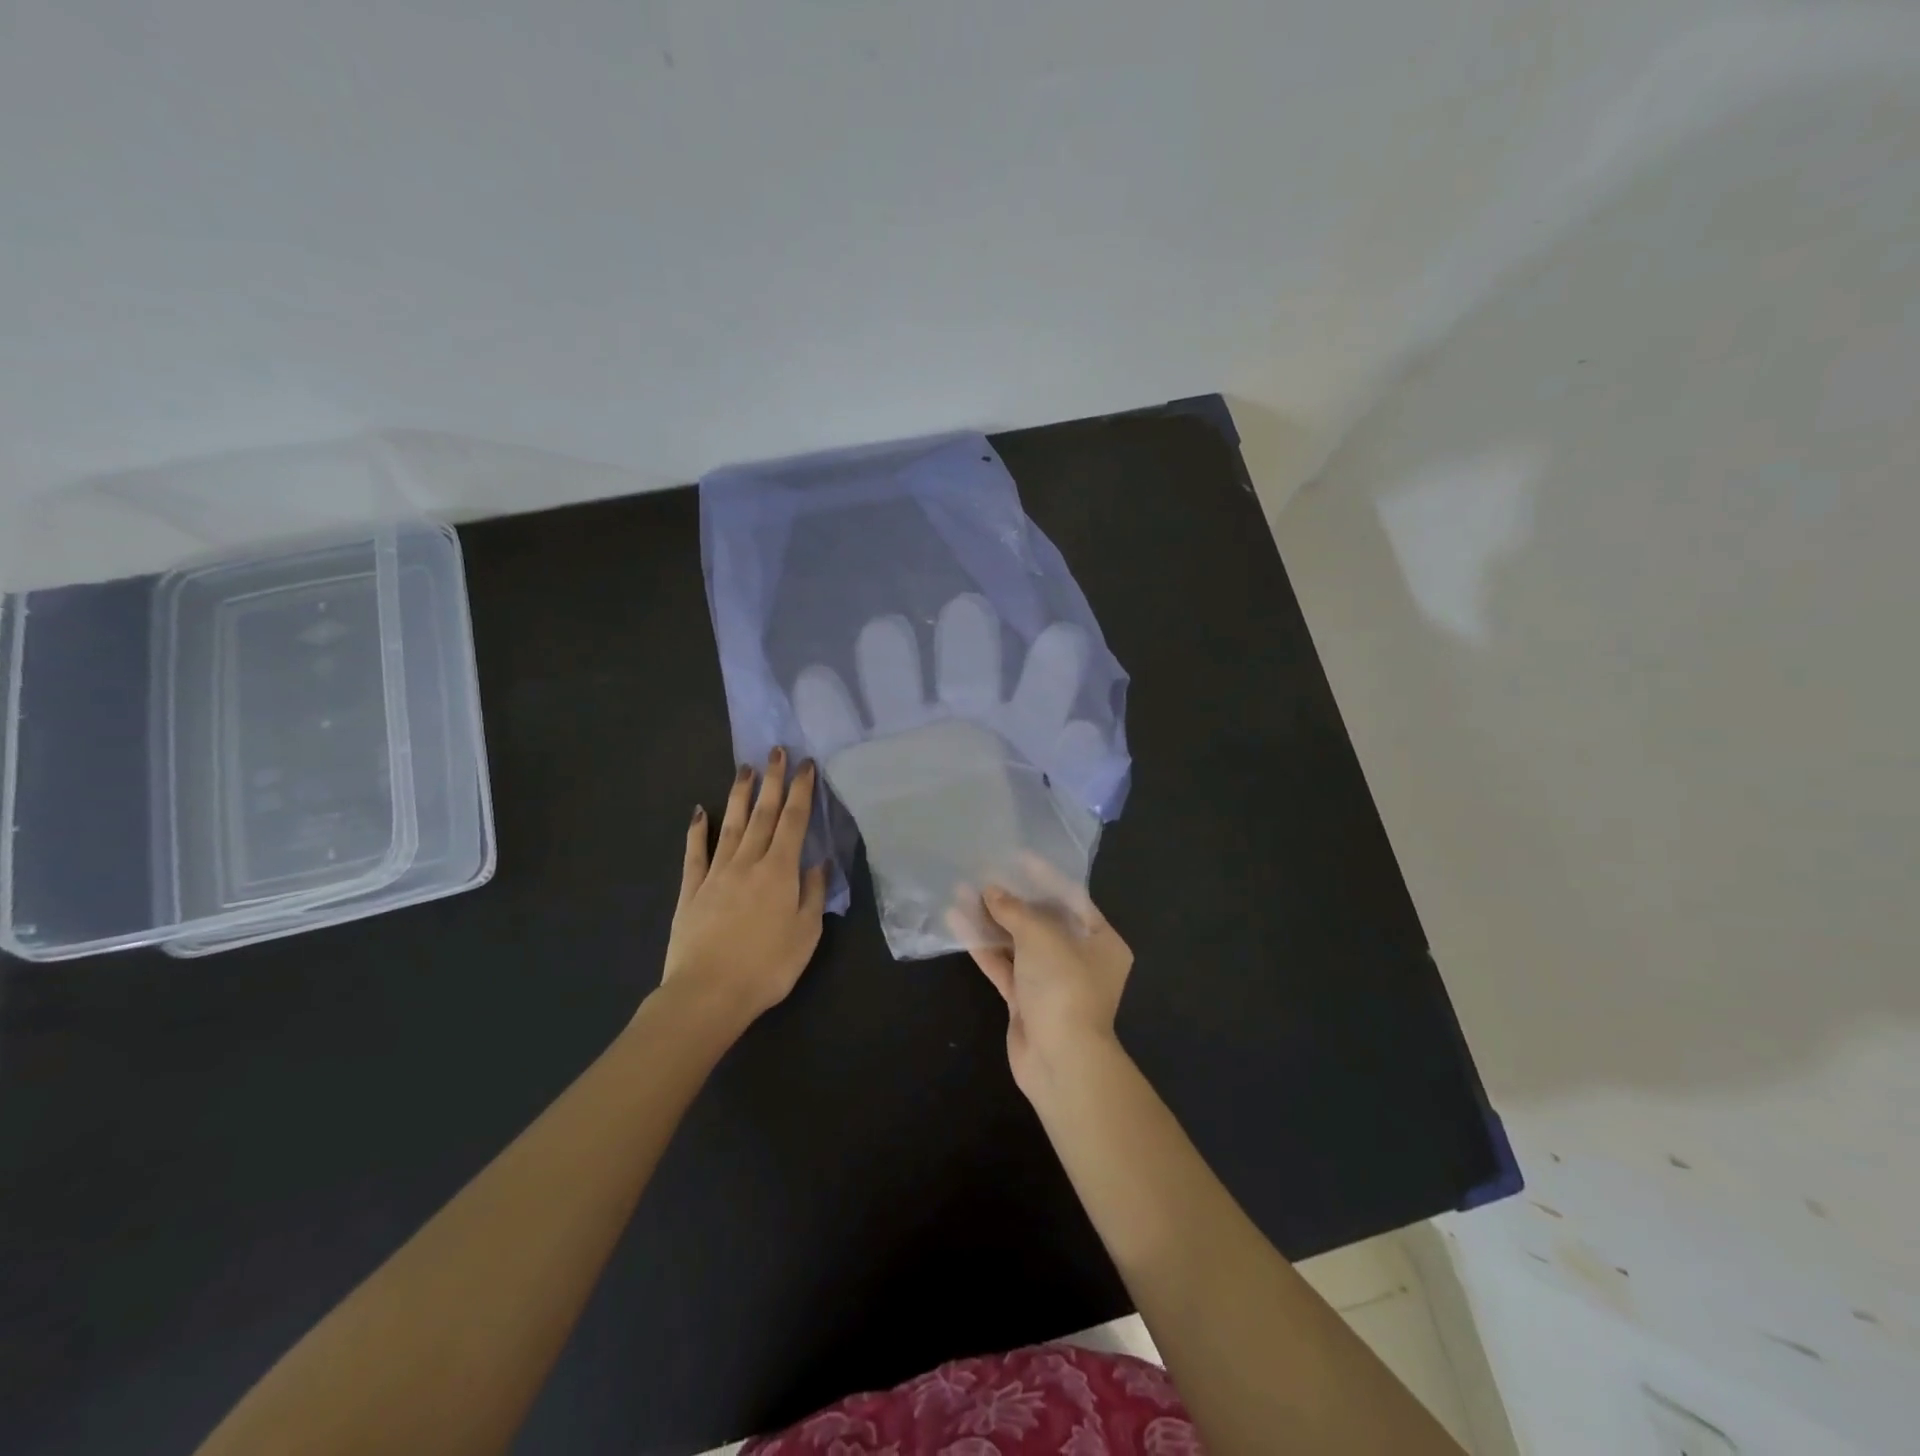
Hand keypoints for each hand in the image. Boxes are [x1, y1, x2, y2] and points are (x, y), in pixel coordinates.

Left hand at [661, 748, 827, 1026]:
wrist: (707, 993)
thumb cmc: (766, 967)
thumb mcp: (806, 934)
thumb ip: (813, 894)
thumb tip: (818, 863)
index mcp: (780, 872)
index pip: (794, 822)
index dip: (801, 791)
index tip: (806, 765)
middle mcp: (748, 863)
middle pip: (763, 814)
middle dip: (772, 780)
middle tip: (776, 750)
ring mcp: (716, 874)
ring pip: (732, 825)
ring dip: (741, 795)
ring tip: (745, 768)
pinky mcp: (691, 890)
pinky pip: (695, 853)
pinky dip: (698, 830)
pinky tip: (700, 811)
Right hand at [950, 859, 1133, 1099]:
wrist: (1060, 1060)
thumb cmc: (1064, 986)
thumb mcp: (1042, 937)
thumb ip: (1015, 910)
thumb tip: (991, 891)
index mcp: (1101, 940)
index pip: (1071, 898)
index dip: (1043, 876)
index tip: (1017, 856)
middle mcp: (1080, 958)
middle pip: (1042, 920)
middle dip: (1012, 898)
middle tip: (983, 872)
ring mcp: (1050, 981)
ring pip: (1018, 943)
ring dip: (992, 920)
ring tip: (962, 891)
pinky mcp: (1025, 1000)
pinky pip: (1003, 965)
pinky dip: (983, 946)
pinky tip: (958, 923)